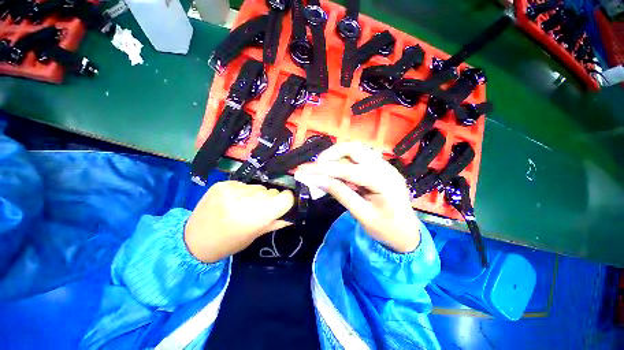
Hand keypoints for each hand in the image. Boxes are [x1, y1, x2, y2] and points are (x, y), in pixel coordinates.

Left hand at [184, 181, 293, 262]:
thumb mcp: (256, 235)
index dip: (287, 200)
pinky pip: (244, 184)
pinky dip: (243, 192)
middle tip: (258, 210)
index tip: (282, 205)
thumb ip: (277, 222)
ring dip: (257, 195)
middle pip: (272, 191)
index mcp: (257, 216)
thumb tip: (293, 214)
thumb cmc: (229, 242)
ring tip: (243, 206)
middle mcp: (246, 199)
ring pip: (259, 187)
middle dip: (270, 199)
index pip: (286, 197)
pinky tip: (233, 201)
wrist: (194, 240)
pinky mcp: (223, 184)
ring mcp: (233, 189)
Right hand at [297, 143, 419, 252]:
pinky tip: (336, 170)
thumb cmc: (386, 230)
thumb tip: (316, 179)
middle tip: (315, 167)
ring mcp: (385, 165)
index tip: (304, 171)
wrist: (408, 234)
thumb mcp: (361, 215)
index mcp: (384, 182)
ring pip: (356, 150)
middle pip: (354, 149)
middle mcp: (386, 167)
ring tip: (323, 167)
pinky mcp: (381, 167)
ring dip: (336, 155)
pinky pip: (359, 157)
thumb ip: (339, 193)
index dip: (324, 169)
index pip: (348, 170)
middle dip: (331, 154)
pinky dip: (344, 160)